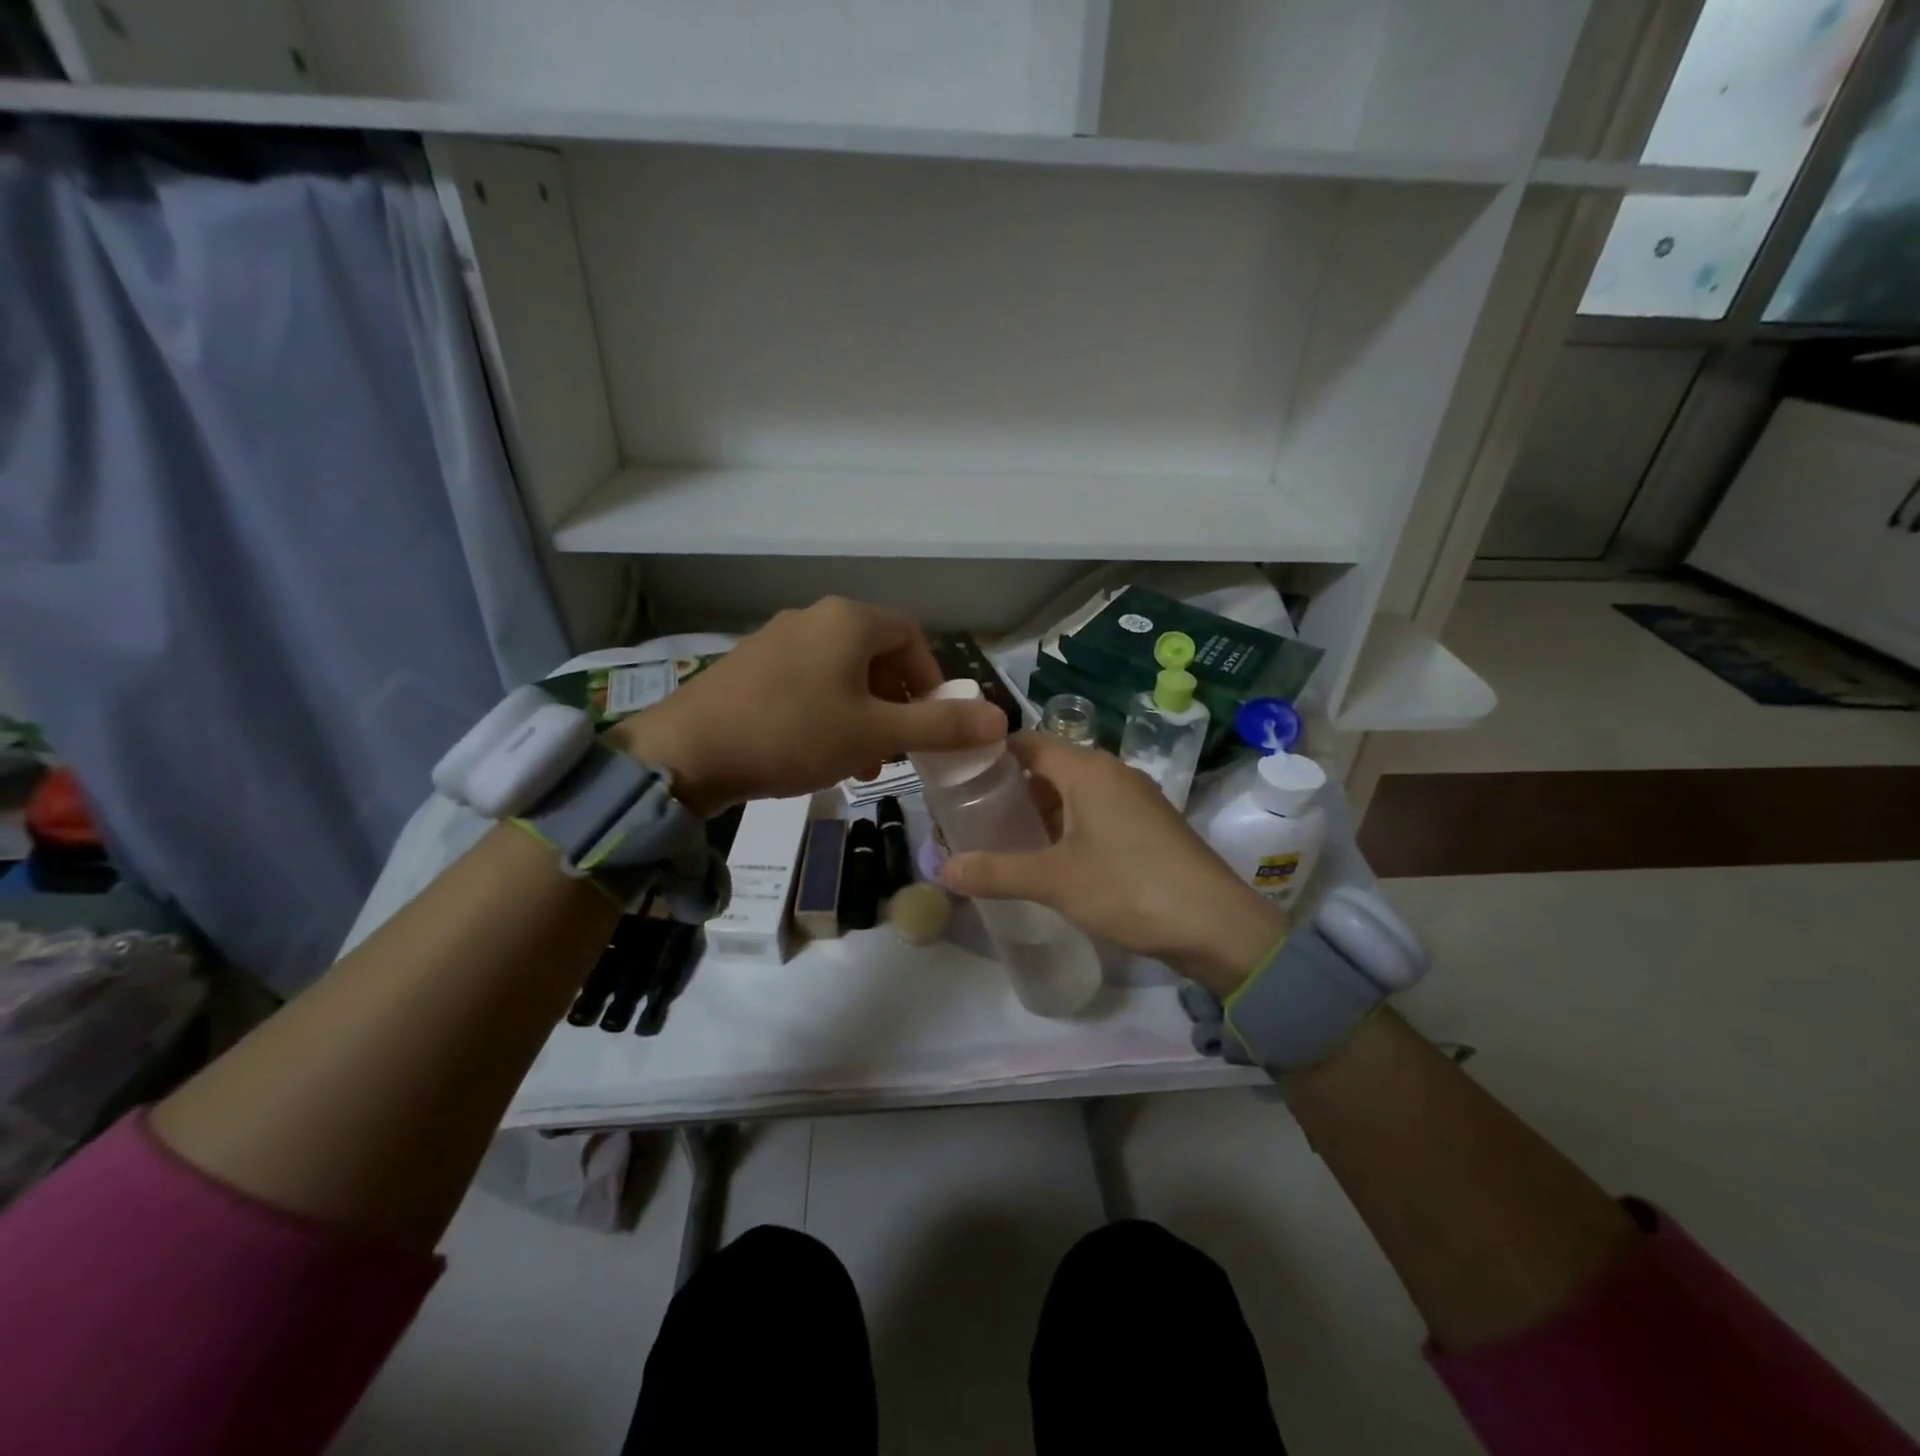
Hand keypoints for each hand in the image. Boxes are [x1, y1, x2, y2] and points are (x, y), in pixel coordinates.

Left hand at [609, 597, 1006, 816]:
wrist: (688, 751)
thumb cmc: (794, 734)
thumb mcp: (876, 734)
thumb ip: (941, 726)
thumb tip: (1001, 720)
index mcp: (849, 620)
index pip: (912, 636)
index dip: (933, 679)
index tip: (934, 723)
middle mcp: (813, 617)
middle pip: (877, 655)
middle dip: (897, 703)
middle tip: (900, 748)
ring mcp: (776, 639)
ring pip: (841, 673)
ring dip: (863, 714)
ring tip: (862, 762)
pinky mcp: (749, 666)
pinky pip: (807, 682)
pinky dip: (827, 712)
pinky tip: (818, 753)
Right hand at [939, 734, 1287, 994]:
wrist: (1217, 925)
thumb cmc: (1128, 887)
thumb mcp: (1054, 881)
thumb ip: (996, 871)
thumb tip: (942, 868)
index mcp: (1088, 770)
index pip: (1029, 742)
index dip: (993, 753)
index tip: (959, 774)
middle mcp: (1113, 772)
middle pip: (1052, 765)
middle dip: (1014, 786)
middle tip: (975, 812)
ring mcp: (1136, 799)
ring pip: (1076, 791)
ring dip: (1042, 809)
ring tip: (1006, 836)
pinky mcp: (1150, 826)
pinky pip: (1097, 812)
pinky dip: (1069, 824)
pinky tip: (1053, 856)